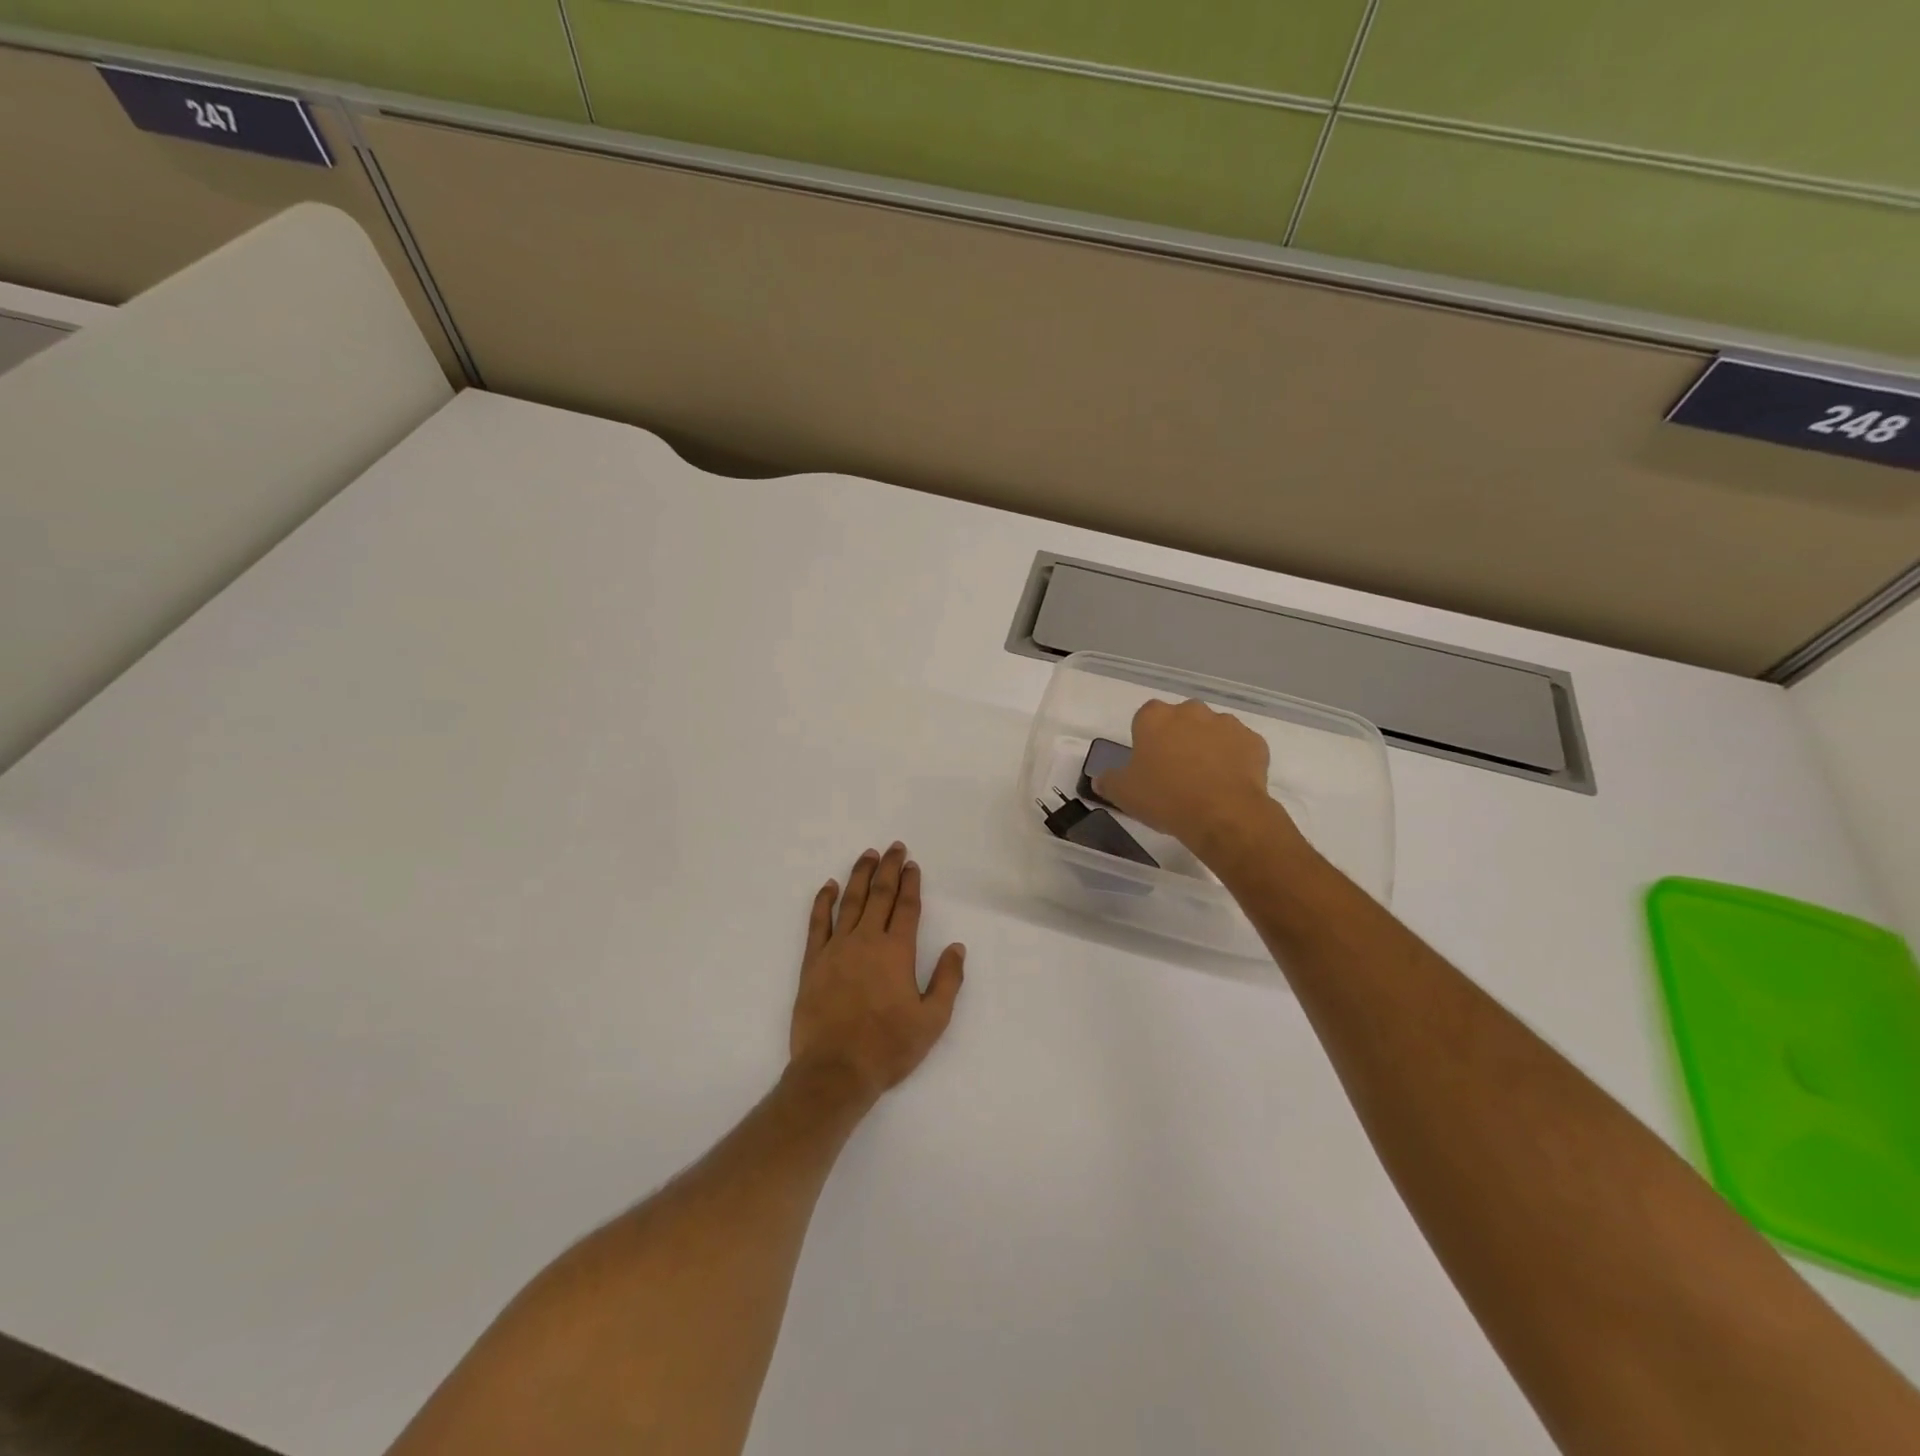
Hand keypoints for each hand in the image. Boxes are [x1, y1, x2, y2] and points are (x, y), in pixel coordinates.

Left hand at [789, 843, 964, 1103]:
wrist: (835, 1070)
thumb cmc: (888, 1047)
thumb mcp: (932, 1020)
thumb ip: (948, 980)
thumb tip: (957, 947)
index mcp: (897, 952)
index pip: (906, 907)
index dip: (911, 883)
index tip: (912, 864)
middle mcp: (867, 941)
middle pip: (879, 894)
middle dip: (888, 868)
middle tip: (893, 847)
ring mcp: (836, 949)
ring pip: (850, 901)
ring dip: (860, 875)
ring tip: (867, 855)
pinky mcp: (813, 962)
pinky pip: (817, 923)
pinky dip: (824, 901)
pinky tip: (829, 886)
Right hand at [1094, 698, 1302, 864]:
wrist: (1223, 814)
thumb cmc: (1165, 798)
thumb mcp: (1123, 794)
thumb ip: (1109, 781)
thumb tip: (1100, 779)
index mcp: (1155, 717)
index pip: (1145, 718)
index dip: (1146, 740)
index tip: (1148, 763)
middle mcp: (1191, 711)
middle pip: (1181, 720)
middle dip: (1178, 739)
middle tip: (1176, 773)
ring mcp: (1226, 723)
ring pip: (1212, 731)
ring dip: (1207, 748)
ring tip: (1205, 782)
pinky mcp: (1253, 741)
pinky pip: (1239, 747)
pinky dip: (1234, 760)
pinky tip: (1228, 785)